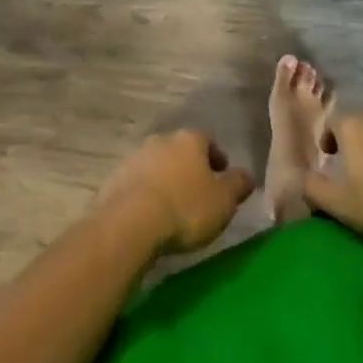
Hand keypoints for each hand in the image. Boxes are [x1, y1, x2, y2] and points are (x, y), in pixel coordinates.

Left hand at [96, 129, 254, 256]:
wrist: (130, 224)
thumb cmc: (186, 208)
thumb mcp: (224, 201)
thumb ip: (238, 184)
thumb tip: (247, 175)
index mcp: (190, 140)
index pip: (209, 139)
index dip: (217, 157)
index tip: (222, 176)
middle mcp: (162, 140)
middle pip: (181, 150)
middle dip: (190, 168)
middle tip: (199, 192)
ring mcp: (135, 157)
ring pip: (158, 164)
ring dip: (166, 179)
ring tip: (173, 207)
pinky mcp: (115, 178)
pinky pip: (137, 182)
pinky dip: (146, 193)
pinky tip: (151, 215)